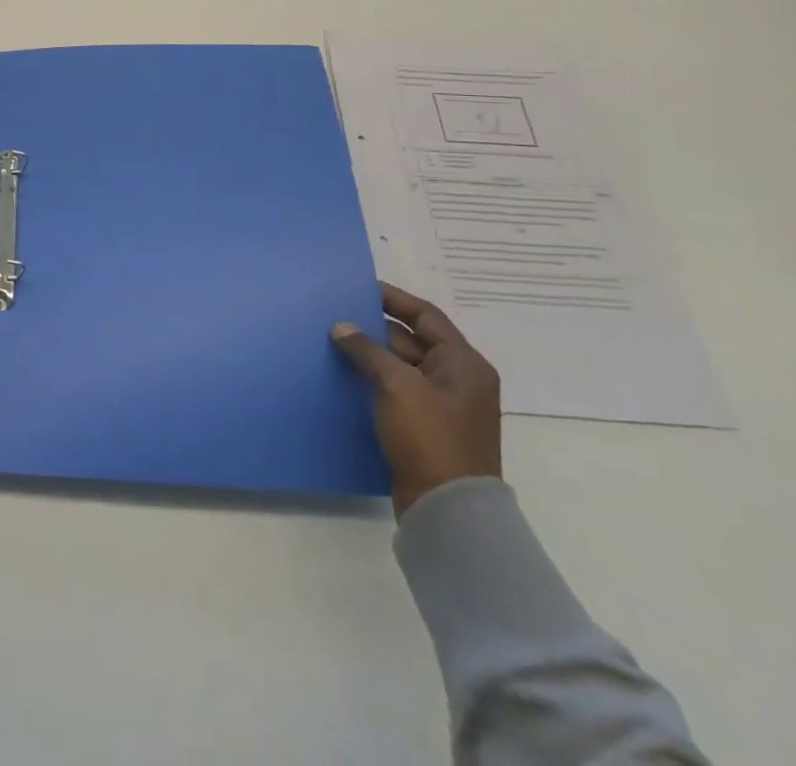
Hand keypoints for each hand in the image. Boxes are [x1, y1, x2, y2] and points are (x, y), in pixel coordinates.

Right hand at [331, 283, 501, 518]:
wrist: (447, 510)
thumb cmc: (430, 436)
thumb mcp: (397, 385)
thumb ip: (367, 350)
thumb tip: (342, 327)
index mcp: (464, 364)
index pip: (426, 316)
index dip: (393, 299)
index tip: (358, 287)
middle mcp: (458, 380)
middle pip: (412, 340)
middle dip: (374, 328)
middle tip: (335, 314)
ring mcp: (442, 406)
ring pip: (400, 366)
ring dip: (370, 355)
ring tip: (331, 341)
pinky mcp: (424, 427)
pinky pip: (395, 390)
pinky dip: (372, 380)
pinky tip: (343, 376)